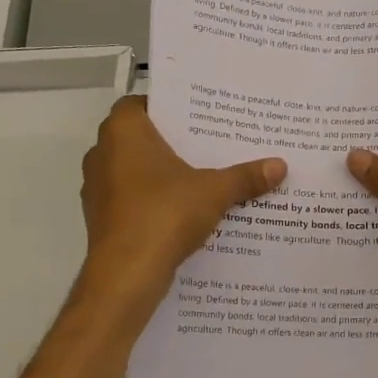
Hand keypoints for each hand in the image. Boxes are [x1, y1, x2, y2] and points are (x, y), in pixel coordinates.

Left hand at [79, 96, 285, 314]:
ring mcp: (98, 188)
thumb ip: (245, 177)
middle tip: (210, 146)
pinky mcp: (101, 219)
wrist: (127, 274)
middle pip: (141, 139)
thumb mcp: (215, 191)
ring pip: (135, 172)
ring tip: (201, 180)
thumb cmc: (165, 214)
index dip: (170, 108)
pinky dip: (153, 202)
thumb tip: (280, 166)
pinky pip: (132, 200)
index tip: (199, 117)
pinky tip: (183, 213)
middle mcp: (102, 153)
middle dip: (173, 144)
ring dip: (162, 176)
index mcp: (123, 131)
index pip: (142, 103)